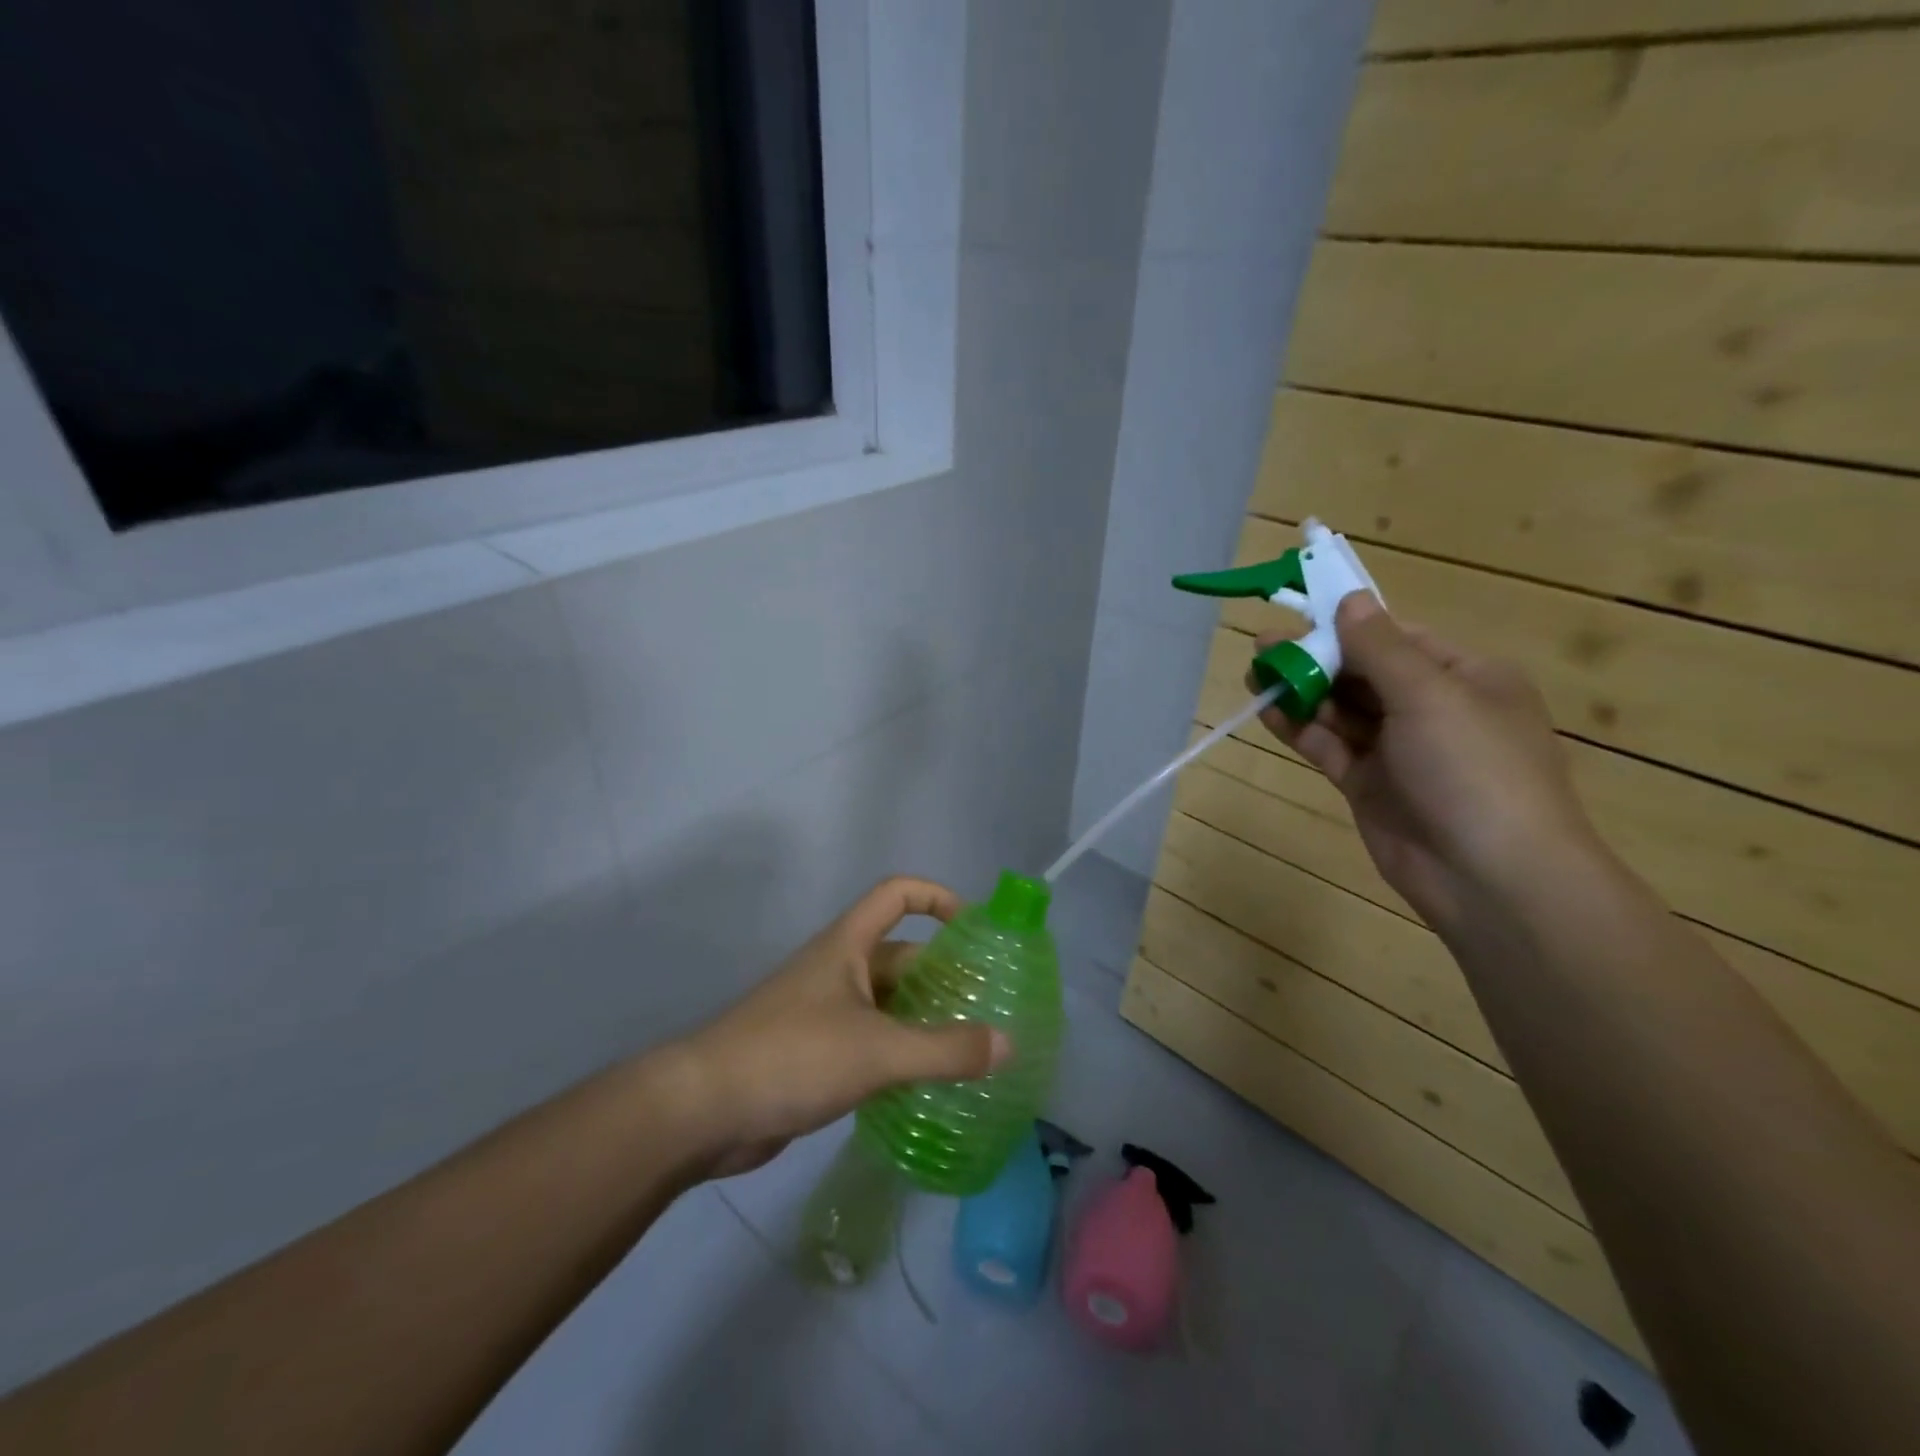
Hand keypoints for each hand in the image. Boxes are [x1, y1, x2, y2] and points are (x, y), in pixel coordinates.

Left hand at [670, 877, 1009, 1176]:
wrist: (703, 1109)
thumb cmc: (792, 1056)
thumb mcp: (877, 1051)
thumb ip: (945, 1050)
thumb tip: (1008, 1043)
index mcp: (847, 946)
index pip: (896, 894)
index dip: (937, 897)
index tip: (974, 928)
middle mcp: (837, 970)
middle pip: (900, 956)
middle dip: (942, 975)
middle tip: (988, 1006)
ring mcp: (824, 1013)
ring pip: (887, 1004)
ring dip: (924, 1019)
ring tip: (970, 1048)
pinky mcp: (814, 1055)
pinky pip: (870, 1042)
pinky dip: (900, 1054)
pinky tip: (927, 1083)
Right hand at [1252, 594, 1601, 930]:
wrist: (1489, 876)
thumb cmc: (1472, 770)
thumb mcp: (1430, 696)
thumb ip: (1380, 648)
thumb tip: (1349, 598)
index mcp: (1465, 678)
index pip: (1397, 639)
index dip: (1347, 626)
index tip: (1299, 615)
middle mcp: (1432, 709)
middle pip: (1364, 673)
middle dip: (1315, 659)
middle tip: (1263, 648)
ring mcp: (1399, 750)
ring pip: (1342, 710)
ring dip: (1302, 692)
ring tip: (1255, 675)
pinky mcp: (1369, 785)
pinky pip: (1330, 746)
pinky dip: (1300, 729)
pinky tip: (1269, 713)